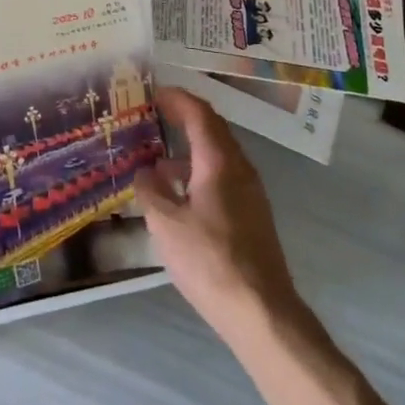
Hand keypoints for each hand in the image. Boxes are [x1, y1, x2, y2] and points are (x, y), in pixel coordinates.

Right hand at [134, 87, 298, 341]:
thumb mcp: (166, 224)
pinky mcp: (251, 215)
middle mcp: (239, 168)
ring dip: (189, 148)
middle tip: (154, 116)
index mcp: (219, 161)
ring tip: (156, 158)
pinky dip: (198, 172)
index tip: (153, 93)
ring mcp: (250, 192)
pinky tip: (178, 194)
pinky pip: (223, 177)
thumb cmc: (210, 261)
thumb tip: (144, 171)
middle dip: (184, 118)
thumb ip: (151, 191)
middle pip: (213, 129)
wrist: (261, 311)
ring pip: (218, 155)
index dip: (177, 99)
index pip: (199, 113)